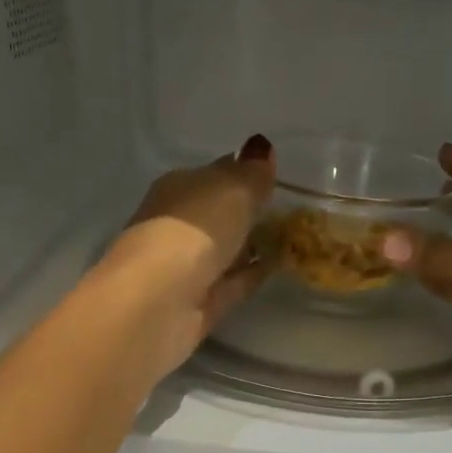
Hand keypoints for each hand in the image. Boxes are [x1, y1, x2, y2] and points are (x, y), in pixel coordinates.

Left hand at [97, 133, 275, 376]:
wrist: (159, 302)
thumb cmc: (192, 232)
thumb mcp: (232, 191)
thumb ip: (252, 173)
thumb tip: (263, 149)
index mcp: (178, 189)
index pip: (216, 174)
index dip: (245, 173)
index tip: (276, 175)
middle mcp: (178, 225)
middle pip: (219, 214)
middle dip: (249, 212)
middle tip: (291, 211)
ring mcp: (187, 267)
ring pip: (226, 249)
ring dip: (252, 245)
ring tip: (292, 239)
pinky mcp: (200, 303)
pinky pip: (233, 283)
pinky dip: (252, 274)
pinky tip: (278, 267)